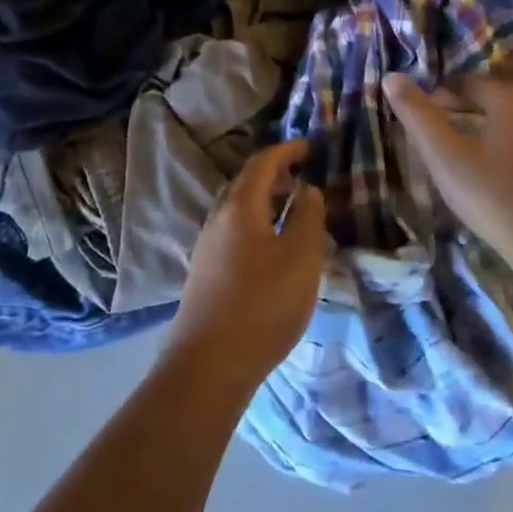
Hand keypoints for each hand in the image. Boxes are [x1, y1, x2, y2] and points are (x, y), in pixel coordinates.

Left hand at [164, 139, 326, 391]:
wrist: (208, 365)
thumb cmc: (262, 305)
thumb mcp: (301, 259)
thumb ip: (308, 218)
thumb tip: (307, 190)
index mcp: (240, 207)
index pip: (262, 164)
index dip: (286, 150)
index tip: (308, 146)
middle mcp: (217, 219)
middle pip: (244, 183)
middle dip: (273, 173)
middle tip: (300, 175)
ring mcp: (206, 246)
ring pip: (236, 208)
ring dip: (262, 199)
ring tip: (289, 209)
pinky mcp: (204, 272)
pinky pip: (232, 230)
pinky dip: (254, 222)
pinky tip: (268, 246)